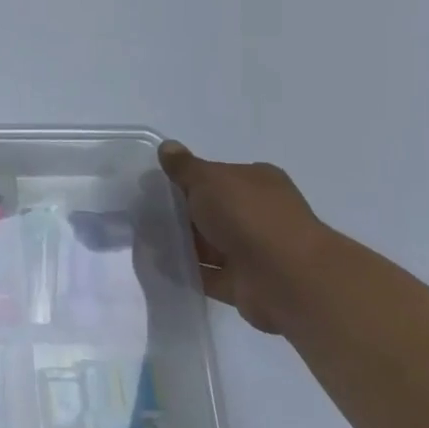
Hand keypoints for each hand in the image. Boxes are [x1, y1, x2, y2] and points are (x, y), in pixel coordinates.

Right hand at [158, 141, 334, 333]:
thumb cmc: (247, 216)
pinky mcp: (243, 282)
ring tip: (143, 240)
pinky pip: (207, 274)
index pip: (217, 175)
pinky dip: (187, 270)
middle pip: (212, 210)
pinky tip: (158, 265)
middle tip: (143, 213)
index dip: (187, 179)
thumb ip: (184, 167)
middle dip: (181, 213)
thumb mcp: (208, 179)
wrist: (285, 277)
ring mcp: (253, 250)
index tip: (156, 186)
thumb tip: (167, 146)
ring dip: (182, 243)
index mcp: (257, 182)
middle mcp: (259, 213)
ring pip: (208, 243)